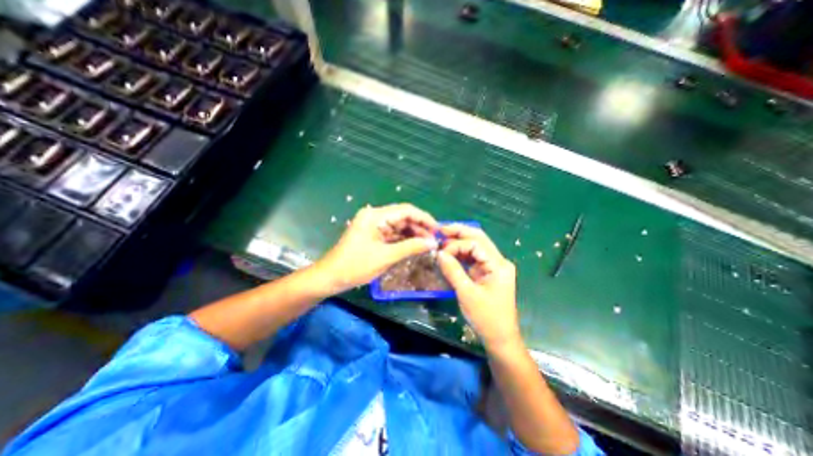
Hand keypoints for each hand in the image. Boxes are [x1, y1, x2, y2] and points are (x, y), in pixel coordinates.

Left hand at [316, 203, 437, 290]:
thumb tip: (432, 243)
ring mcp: (373, 225)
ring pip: (399, 225)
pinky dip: (404, 239)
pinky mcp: (373, 234)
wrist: (331, 277)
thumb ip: (411, 247)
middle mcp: (375, 216)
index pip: (405, 210)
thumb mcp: (386, 256)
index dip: (423, 218)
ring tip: (427, 244)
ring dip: (413, 234)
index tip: (437, 229)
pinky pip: (393, 233)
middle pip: (403, 217)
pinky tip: (415, 245)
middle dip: (419, 227)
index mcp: (375, 216)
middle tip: (434, 239)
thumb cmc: (356, 266)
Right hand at [439, 224, 519, 352]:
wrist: (500, 338)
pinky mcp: (487, 273)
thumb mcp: (466, 293)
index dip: (457, 244)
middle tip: (440, 230)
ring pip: (474, 247)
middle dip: (459, 233)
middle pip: (478, 239)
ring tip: (441, 242)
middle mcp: (498, 261)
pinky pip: (472, 258)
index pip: (476, 243)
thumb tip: (439, 253)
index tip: (440, 251)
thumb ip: (452, 271)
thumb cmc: (486, 317)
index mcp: (498, 265)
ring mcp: (493, 267)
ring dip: (458, 244)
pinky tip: (449, 254)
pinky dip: (460, 255)